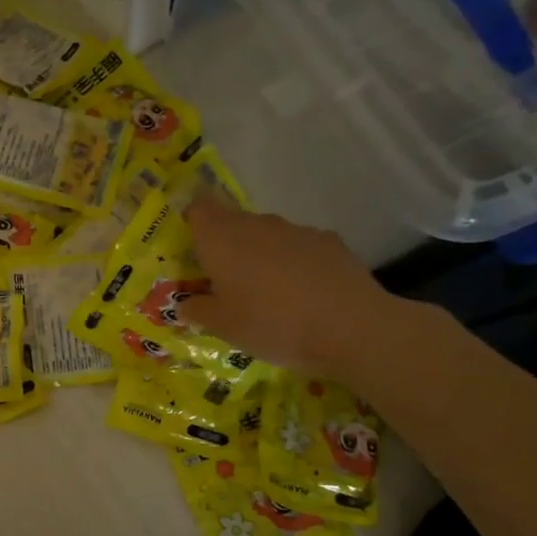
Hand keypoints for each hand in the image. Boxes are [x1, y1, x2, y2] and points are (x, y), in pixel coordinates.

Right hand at [183, 197, 399, 375]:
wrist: (351, 327)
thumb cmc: (272, 324)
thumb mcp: (223, 327)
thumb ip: (197, 310)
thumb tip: (185, 303)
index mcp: (222, 240)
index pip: (199, 208)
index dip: (192, 221)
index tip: (191, 246)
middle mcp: (256, 225)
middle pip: (231, 222)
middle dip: (224, 244)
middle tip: (223, 281)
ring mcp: (295, 230)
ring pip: (265, 234)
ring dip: (258, 254)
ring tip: (265, 292)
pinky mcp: (328, 241)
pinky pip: (297, 246)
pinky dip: (292, 262)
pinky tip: (301, 293)